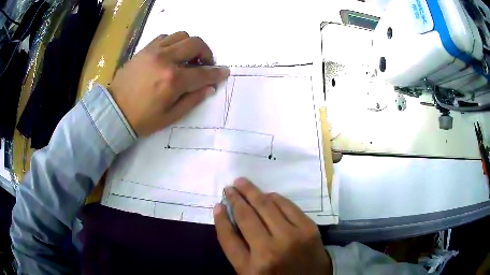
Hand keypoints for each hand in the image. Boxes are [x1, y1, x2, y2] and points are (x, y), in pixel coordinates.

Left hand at [109, 32, 229, 135]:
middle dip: (206, 53)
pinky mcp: (145, 49)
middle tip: (204, 64)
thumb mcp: (171, 116)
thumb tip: (209, 87)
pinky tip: (171, 53)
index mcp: (173, 80)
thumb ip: (193, 99)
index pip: (203, 73)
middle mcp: (166, 60)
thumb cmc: (143, 118)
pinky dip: (173, 42)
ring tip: (187, 58)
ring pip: (182, 35)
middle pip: (196, 44)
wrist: (114, 110)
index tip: (224, 72)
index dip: (217, 73)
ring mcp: (154, 51)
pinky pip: (165, 37)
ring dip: (190, 45)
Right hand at [214, 178, 331, 274]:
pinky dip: (275, 197)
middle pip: (246, 216)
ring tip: (243, 183)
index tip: (217, 204)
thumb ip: (238, 251)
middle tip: (229, 187)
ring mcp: (292, 238)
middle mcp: (269, 250)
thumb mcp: (251, 274)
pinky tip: (267, 194)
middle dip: (235, 198)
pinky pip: (288, 205)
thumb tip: (228, 219)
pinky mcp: (309, 229)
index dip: (220, 219)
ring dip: (253, 192)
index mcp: (250, 267)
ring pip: (267, 206)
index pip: (228, 237)